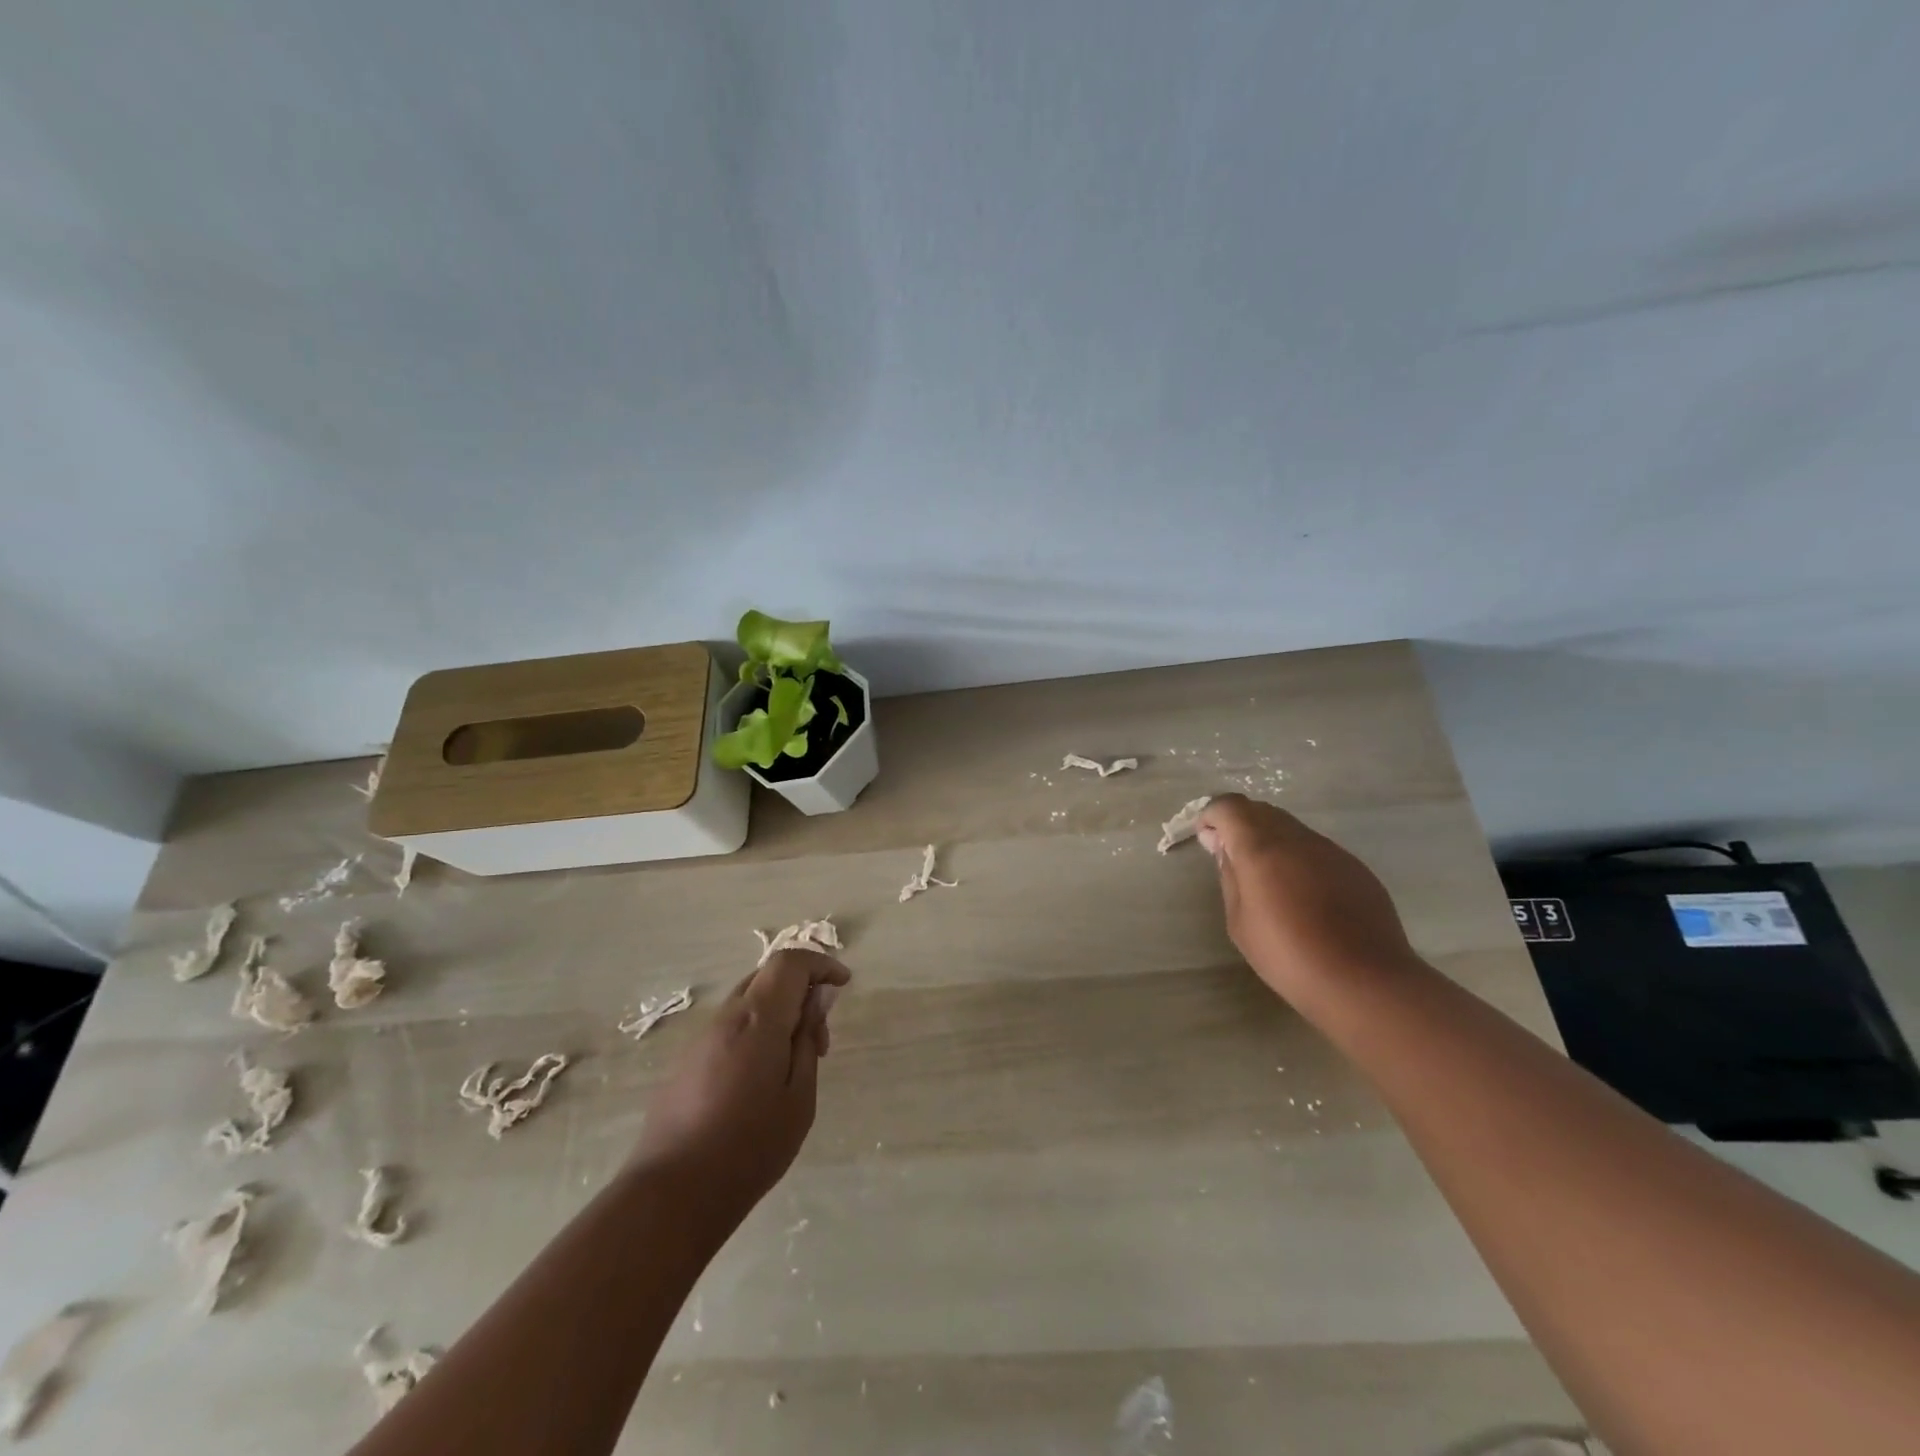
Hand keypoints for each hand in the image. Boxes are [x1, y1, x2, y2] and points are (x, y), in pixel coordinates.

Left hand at [632, 949, 849, 1226]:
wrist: (672, 1193)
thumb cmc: (749, 1147)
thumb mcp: (799, 1097)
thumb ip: (808, 1040)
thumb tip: (816, 1000)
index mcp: (757, 1019)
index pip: (790, 962)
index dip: (820, 963)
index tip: (843, 984)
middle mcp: (726, 1017)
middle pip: (768, 976)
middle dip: (802, 990)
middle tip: (821, 1036)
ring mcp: (701, 1038)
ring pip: (748, 1002)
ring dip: (779, 1013)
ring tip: (796, 1063)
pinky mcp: (687, 1061)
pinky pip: (731, 1026)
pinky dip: (756, 1031)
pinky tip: (762, 1078)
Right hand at [1196, 794, 1415, 1000]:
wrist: (1364, 981)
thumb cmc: (1288, 955)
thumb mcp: (1239, 922)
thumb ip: (1230, 877)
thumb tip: (1226, 850)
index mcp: (1261, 848)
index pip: (1230, 806)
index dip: (1213, 815)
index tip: (1207, 839)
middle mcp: (1297, 838)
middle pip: (1261, 811)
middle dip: (1240, 825)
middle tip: (1232, 858)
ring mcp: (1330, 850)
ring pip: (1291, 828)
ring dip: (1270, 841)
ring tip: (1268, 880)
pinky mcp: (1354, 867)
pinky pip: (1316, 849)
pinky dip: (1298, 858)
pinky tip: (1303, 895)